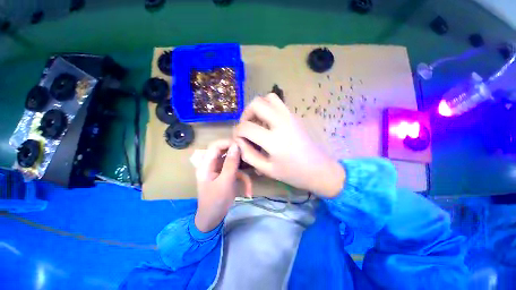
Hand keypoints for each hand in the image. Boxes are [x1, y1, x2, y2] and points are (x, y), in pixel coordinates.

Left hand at [194, 140, 250, 231]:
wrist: (213, 219)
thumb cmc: (216, 201)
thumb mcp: (225, 182)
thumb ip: (231, 163)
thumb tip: (236, 145)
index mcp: (206, 165)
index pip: (215, 146)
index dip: (228, 143)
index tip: (241, 145)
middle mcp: (212, 164)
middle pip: (225, 151)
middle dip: (238, 154)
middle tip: (249, 156)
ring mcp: (220, 170)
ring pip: (233, 161)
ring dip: (243, 169)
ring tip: (252, 172)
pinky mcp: (227, 175)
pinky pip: (236, 171)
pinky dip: (243, 179)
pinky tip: (248, 192)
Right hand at [234, 94, 344, 197]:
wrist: (319, 169)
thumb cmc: (293, 173)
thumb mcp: (267, 170)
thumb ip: (249, 155)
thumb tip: (239, 142)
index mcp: (274, 141)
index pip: (246, 127)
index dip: (237, 132)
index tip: (238, 139)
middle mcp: (282, 123)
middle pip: (256, 103)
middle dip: (246, 114)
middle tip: (246, 127)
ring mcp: (290, 116)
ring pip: (269, 98)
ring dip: (258, 108)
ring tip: (257, 122)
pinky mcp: (295, 116)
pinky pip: (278, 103)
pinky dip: (268, 108)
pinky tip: (269, 123)